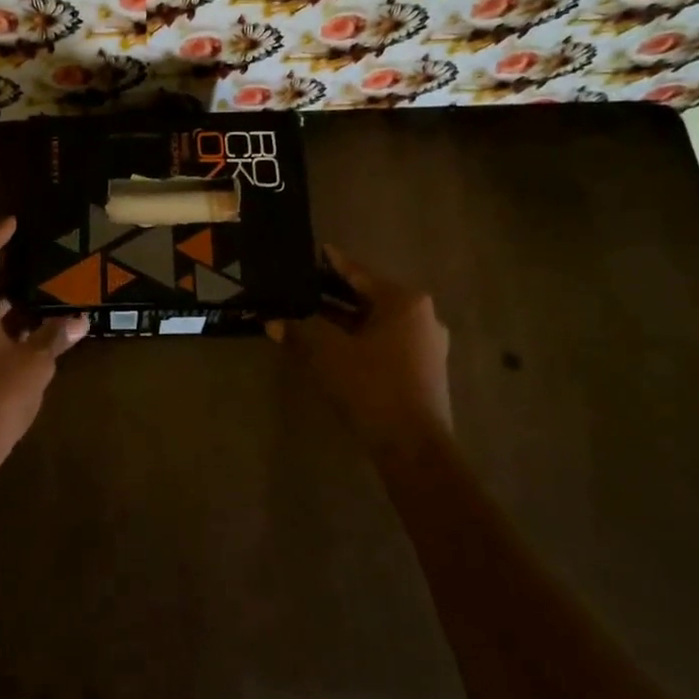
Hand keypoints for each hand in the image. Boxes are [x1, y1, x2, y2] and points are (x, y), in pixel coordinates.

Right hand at [288, 245, 454, 455]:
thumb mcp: (327, 353)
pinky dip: (358, 341)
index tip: (314, 251)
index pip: (359, 273)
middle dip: (333, 296)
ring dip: (343, 322)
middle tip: (302, 287)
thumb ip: (299, 330)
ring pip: (375, 323)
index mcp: (404, 302)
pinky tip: (331, 347)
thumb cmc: (371, 386)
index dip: (332, 263)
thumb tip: (273, 321)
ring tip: (309, 317)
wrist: (413, 446)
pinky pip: (383, 344)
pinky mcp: (422, 371)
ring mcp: (425, 346)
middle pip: (368, 298)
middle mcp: (421, 317)